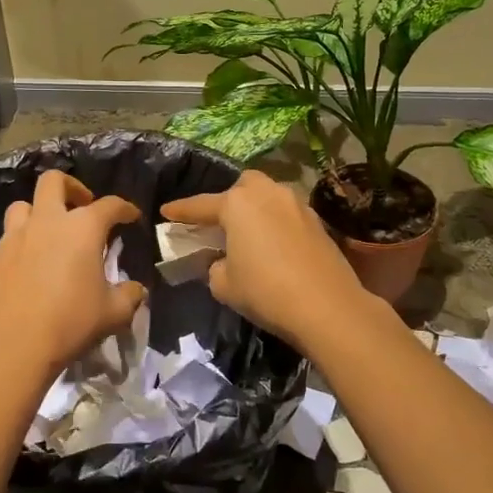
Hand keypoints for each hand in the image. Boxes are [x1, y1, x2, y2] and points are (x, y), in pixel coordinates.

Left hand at [0, 168, 143, 378]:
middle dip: (71, 187)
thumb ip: (129, 296)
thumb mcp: (113, 313)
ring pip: (21, 207)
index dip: (124, 208)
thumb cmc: (70, 323)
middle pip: (53, 181)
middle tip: (81, 206)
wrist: (11, 348)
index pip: (110, 205)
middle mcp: (46, 222)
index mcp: (82, 228)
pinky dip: (17, 251)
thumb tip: (136, 290)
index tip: (131, 216)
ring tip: (47, 236)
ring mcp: (12, 239)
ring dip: (36, 214)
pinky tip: (23, 273)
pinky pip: (4, 244)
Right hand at [160, 170, 375, 351]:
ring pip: (269, 194)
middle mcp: (267, 193)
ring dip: (256, 207)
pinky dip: (276, 221)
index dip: (180, 210)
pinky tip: (274, 243)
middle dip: (229, 199)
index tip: (166, 211)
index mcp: (237, 204)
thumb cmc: (266, 291)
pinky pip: (287, 212)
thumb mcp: (224, 284)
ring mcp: (296, 203)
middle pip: (242, 186)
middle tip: (220, 222)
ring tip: (249, 232)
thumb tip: (220, 261)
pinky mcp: (317, 220)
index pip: (201, 205)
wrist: (327, 306)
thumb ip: (213, 266)